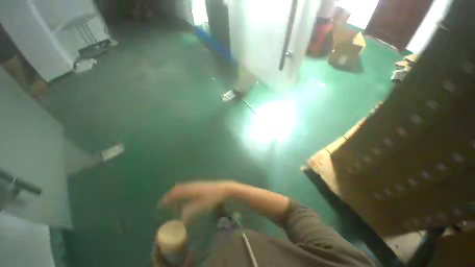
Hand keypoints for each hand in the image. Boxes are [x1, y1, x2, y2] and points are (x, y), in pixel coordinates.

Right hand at [160, 181, 233, 221]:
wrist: (224, 188)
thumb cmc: (213, 197)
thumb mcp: (201, 206)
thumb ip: (190, 212)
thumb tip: (180, 219)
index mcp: (191, 189)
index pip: (176, 193)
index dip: (167, 198)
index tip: (160, 204)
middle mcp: (192, 185)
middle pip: (178, 188)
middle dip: (171, 195)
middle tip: (165, 202)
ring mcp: (197, 184)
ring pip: (184, 187)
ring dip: (177, 192)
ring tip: (173, 199)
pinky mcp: (201, 184)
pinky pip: (188, 187)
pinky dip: (183, 191)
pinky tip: (186, 195)